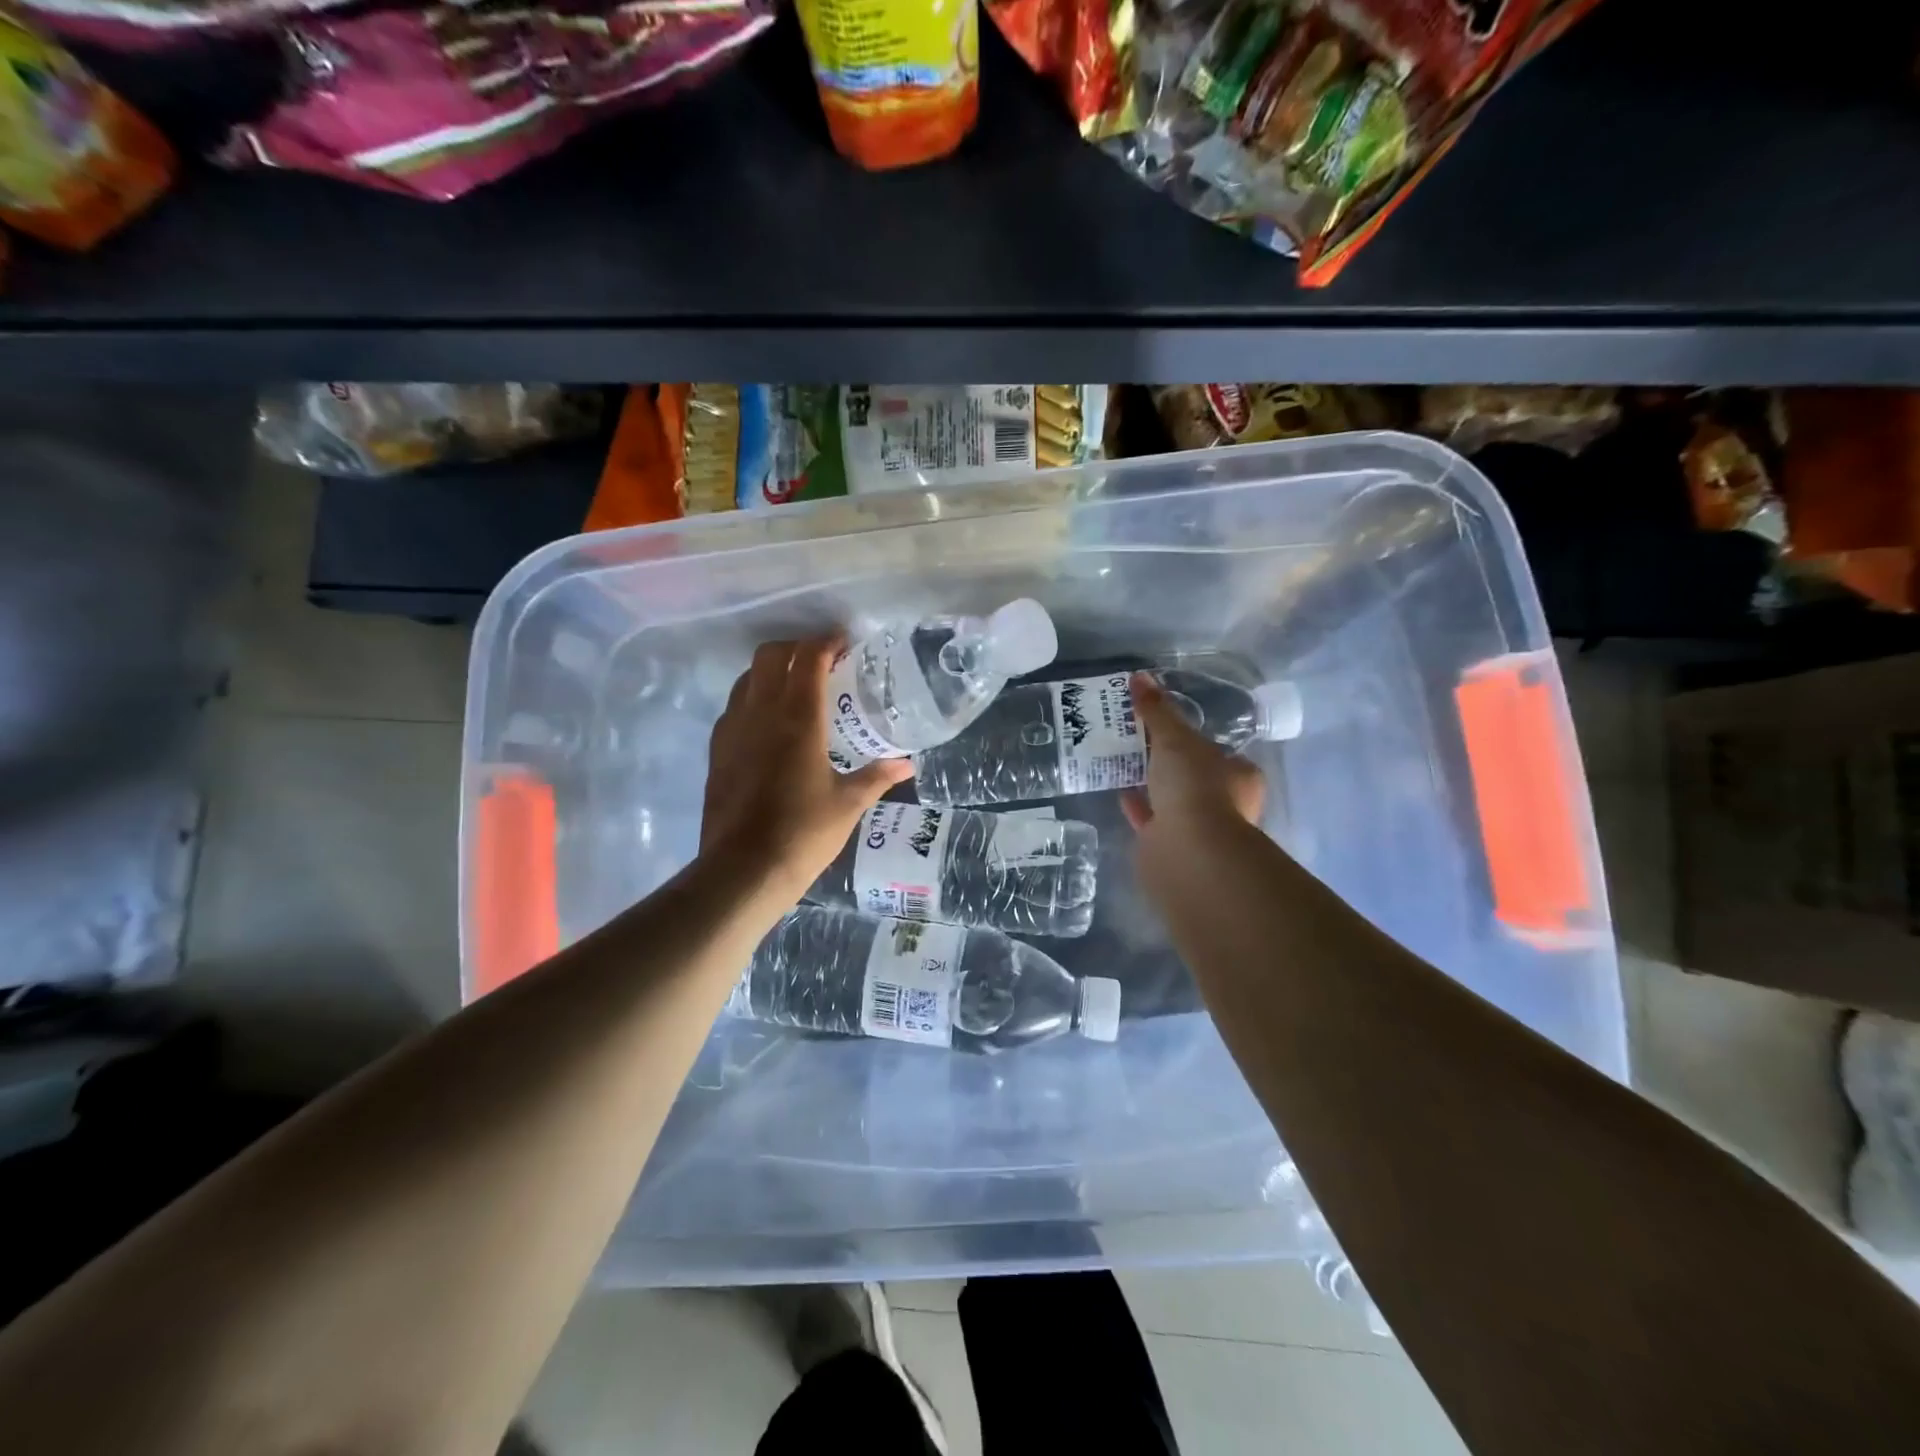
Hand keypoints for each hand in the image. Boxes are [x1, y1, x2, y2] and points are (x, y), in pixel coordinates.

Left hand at [700, 637, 911, 899]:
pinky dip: (752, 699)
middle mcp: (761, 712)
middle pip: (770, 655)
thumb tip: (907, 764)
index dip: (826, 642)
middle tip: (821, 663)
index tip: (844, 643)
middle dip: (795, 648)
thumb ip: (877, 777)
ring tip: (795, 689)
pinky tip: (769, 725)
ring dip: (770, 671)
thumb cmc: (803, 833)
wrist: (743, 870)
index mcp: (798, 718)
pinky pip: (734, 707)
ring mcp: (732, 730)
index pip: (808, 658)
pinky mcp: (717, 751)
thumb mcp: (849, 804)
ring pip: (746, 678)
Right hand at [1120, 671, 1265, 844]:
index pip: (1218, 752)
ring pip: (1172, 799)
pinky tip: (1119, 792)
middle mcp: (1225, 804)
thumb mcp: (1175, 738)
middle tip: (1138, 740)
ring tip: (1123, 761)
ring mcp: (1198, 829)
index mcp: (1239, 776)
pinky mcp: (1171, 847)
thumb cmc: (1195, 787)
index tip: (1166, 727)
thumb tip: (1139, 677)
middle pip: (1194, 776)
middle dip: (1169, 762)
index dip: (1194, 738)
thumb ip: (1157, 710)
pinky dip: (1138, 807)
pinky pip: (1151, 820)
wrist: (1188, 853)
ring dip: (1152, 784)